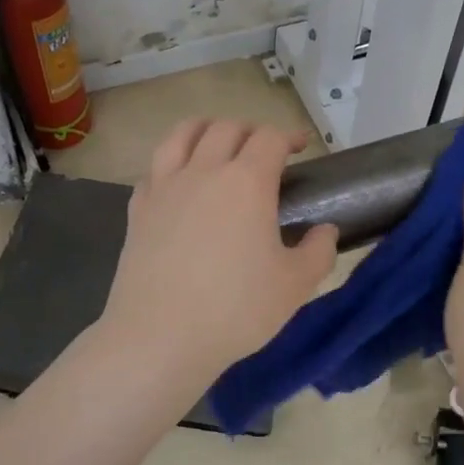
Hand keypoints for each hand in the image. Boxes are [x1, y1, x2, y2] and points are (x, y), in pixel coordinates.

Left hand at [97, 119, 337, 392]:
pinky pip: (154, 168)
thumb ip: (319, 251)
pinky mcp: (138, 208)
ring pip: (182, 135)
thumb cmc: (236, 310)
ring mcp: (165, 186)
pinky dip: (171, 162)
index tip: (300, 147)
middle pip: (226, 128)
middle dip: (250, 130)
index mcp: (247, 182)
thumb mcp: (295, 286)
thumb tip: (326, 230)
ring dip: (205, 129)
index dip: (289, 136)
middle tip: (263, 150)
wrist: (160, 336)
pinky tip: (178, 181)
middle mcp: (204, 171)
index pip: (269, 138)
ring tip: (216, 142)